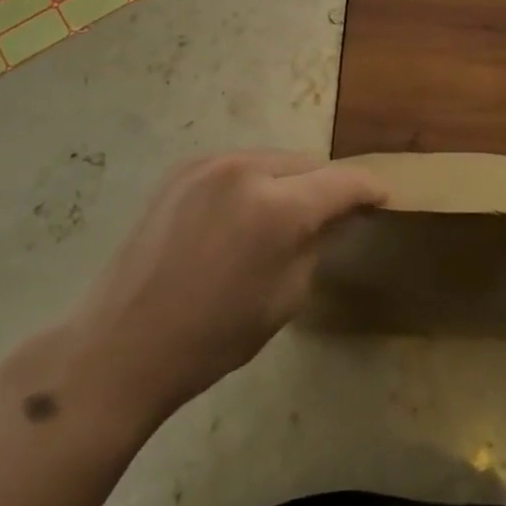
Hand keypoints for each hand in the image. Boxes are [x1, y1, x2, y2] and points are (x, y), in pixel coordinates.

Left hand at [62, 151, 385, 427]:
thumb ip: (316, 243)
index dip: (368, 188)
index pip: (341, 181)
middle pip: (306, 163)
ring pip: (271, 160)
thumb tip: (332, 216)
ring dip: (289, 180)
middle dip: (326, 185)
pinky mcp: (181, 170)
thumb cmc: (213, 336)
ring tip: (288, 213)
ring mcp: (208, 164)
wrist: (123, 345)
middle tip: (336, 212)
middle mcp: (244, 169)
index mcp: (277, 207)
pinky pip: (236, 166)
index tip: (382, 198)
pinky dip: (253, 182)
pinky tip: (246, 212)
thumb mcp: (286, 297)